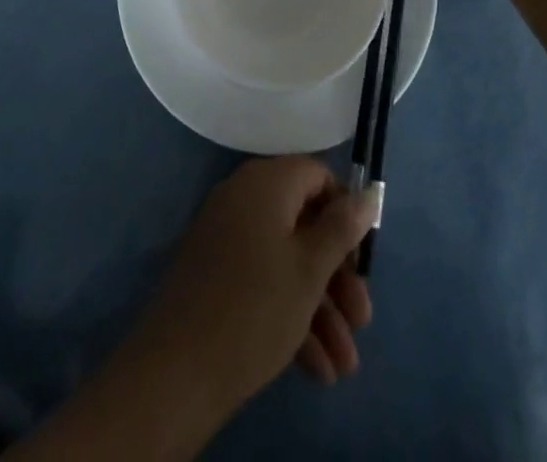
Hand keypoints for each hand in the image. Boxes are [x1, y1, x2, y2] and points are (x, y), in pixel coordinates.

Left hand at [124, 158, 377, 414]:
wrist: (176, 370)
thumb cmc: (255, 307)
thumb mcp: (310, 269)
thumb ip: (343, 228)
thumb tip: (370, 191)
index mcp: (267, 181)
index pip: (317, 176)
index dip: (345, 213)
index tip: (363, 258)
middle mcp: (245, 197)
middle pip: (304, 223)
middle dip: (338, 276)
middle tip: (361, 321)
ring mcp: (227, 236)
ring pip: (286, 260)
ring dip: (320, 308)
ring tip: (345, 366)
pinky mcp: (216, 274)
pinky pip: (263, 280)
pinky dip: (290, 315)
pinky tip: (316, 369)